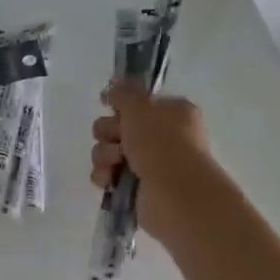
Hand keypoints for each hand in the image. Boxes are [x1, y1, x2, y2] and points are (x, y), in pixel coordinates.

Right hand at [90, 81, 216, 239]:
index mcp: (172, 114)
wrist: (174, 194)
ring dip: (105, 155)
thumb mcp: (140, 108)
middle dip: (109, 132)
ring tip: (115, 163)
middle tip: (117, 138)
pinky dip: (105, 177)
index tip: (108, 106)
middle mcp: (161, 138)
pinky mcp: (135, 189)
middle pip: (117, 127)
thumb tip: (113, 85)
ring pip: (108, 152)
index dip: (121, 106)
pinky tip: (110, 180)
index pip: (138, 104)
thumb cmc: (162, 144)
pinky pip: (108, 176)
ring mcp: (148, 165)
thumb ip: (123, 93)